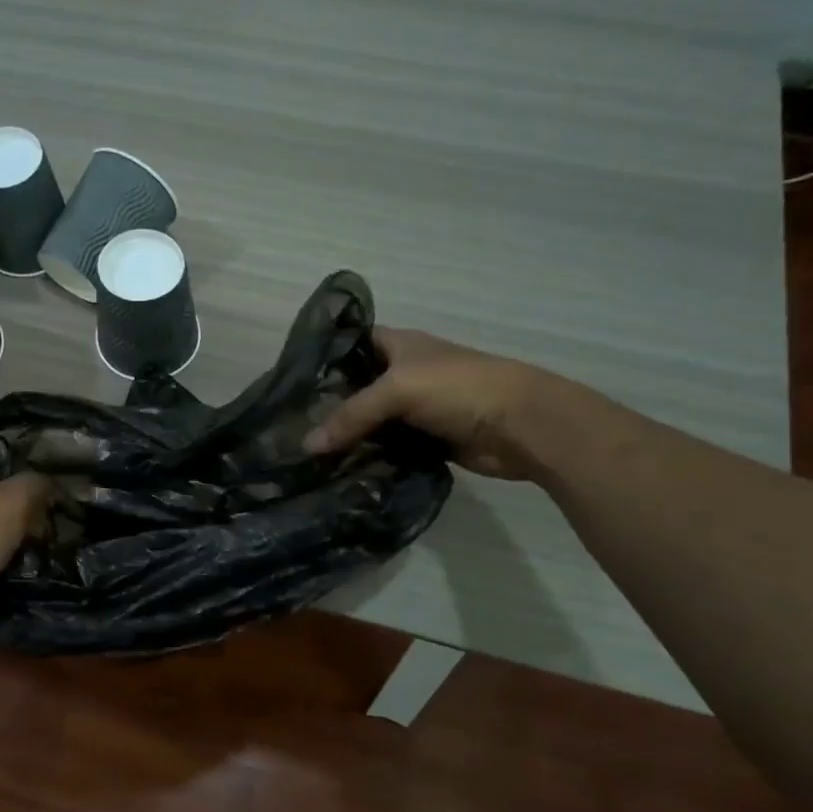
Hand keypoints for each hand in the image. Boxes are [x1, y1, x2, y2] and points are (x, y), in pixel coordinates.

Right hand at [303, 327, 553, 478]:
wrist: (522, 425)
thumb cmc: (459, 388)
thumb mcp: (398, 390)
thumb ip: (351, 415)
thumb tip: (307, 445)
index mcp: (399, 345)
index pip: (351, 343)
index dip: (324, 357)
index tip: (290, 380)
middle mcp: (404, 373)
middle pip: (357, 386)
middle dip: (329, 404)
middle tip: (290, 425)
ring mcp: (416, 408)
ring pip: (372, 420)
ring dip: (348, 435)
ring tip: (307, 452)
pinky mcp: (426, 439)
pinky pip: (389, 447)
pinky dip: (371, 456)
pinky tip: (342, 468)